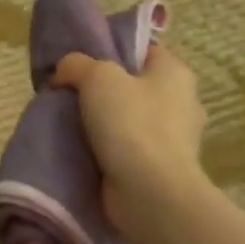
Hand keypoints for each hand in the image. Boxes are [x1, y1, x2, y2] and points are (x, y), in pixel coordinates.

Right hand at [52, 45, 209, 243]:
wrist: (150, 194)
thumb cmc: (131, 123)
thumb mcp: (96, 76)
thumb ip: (76, 64)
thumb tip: (63, 74)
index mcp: (175, 73)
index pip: (142, 50)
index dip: (111, 49)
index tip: (80, 60)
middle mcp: (181, 102)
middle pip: (131, 84)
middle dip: (101, 88)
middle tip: (68, 91)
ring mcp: (173, 139)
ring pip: (127, 117)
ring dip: (101, 120)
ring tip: (68, 121)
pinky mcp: (159, 167)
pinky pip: (126, 147)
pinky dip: (106, 148)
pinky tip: (80, 147)